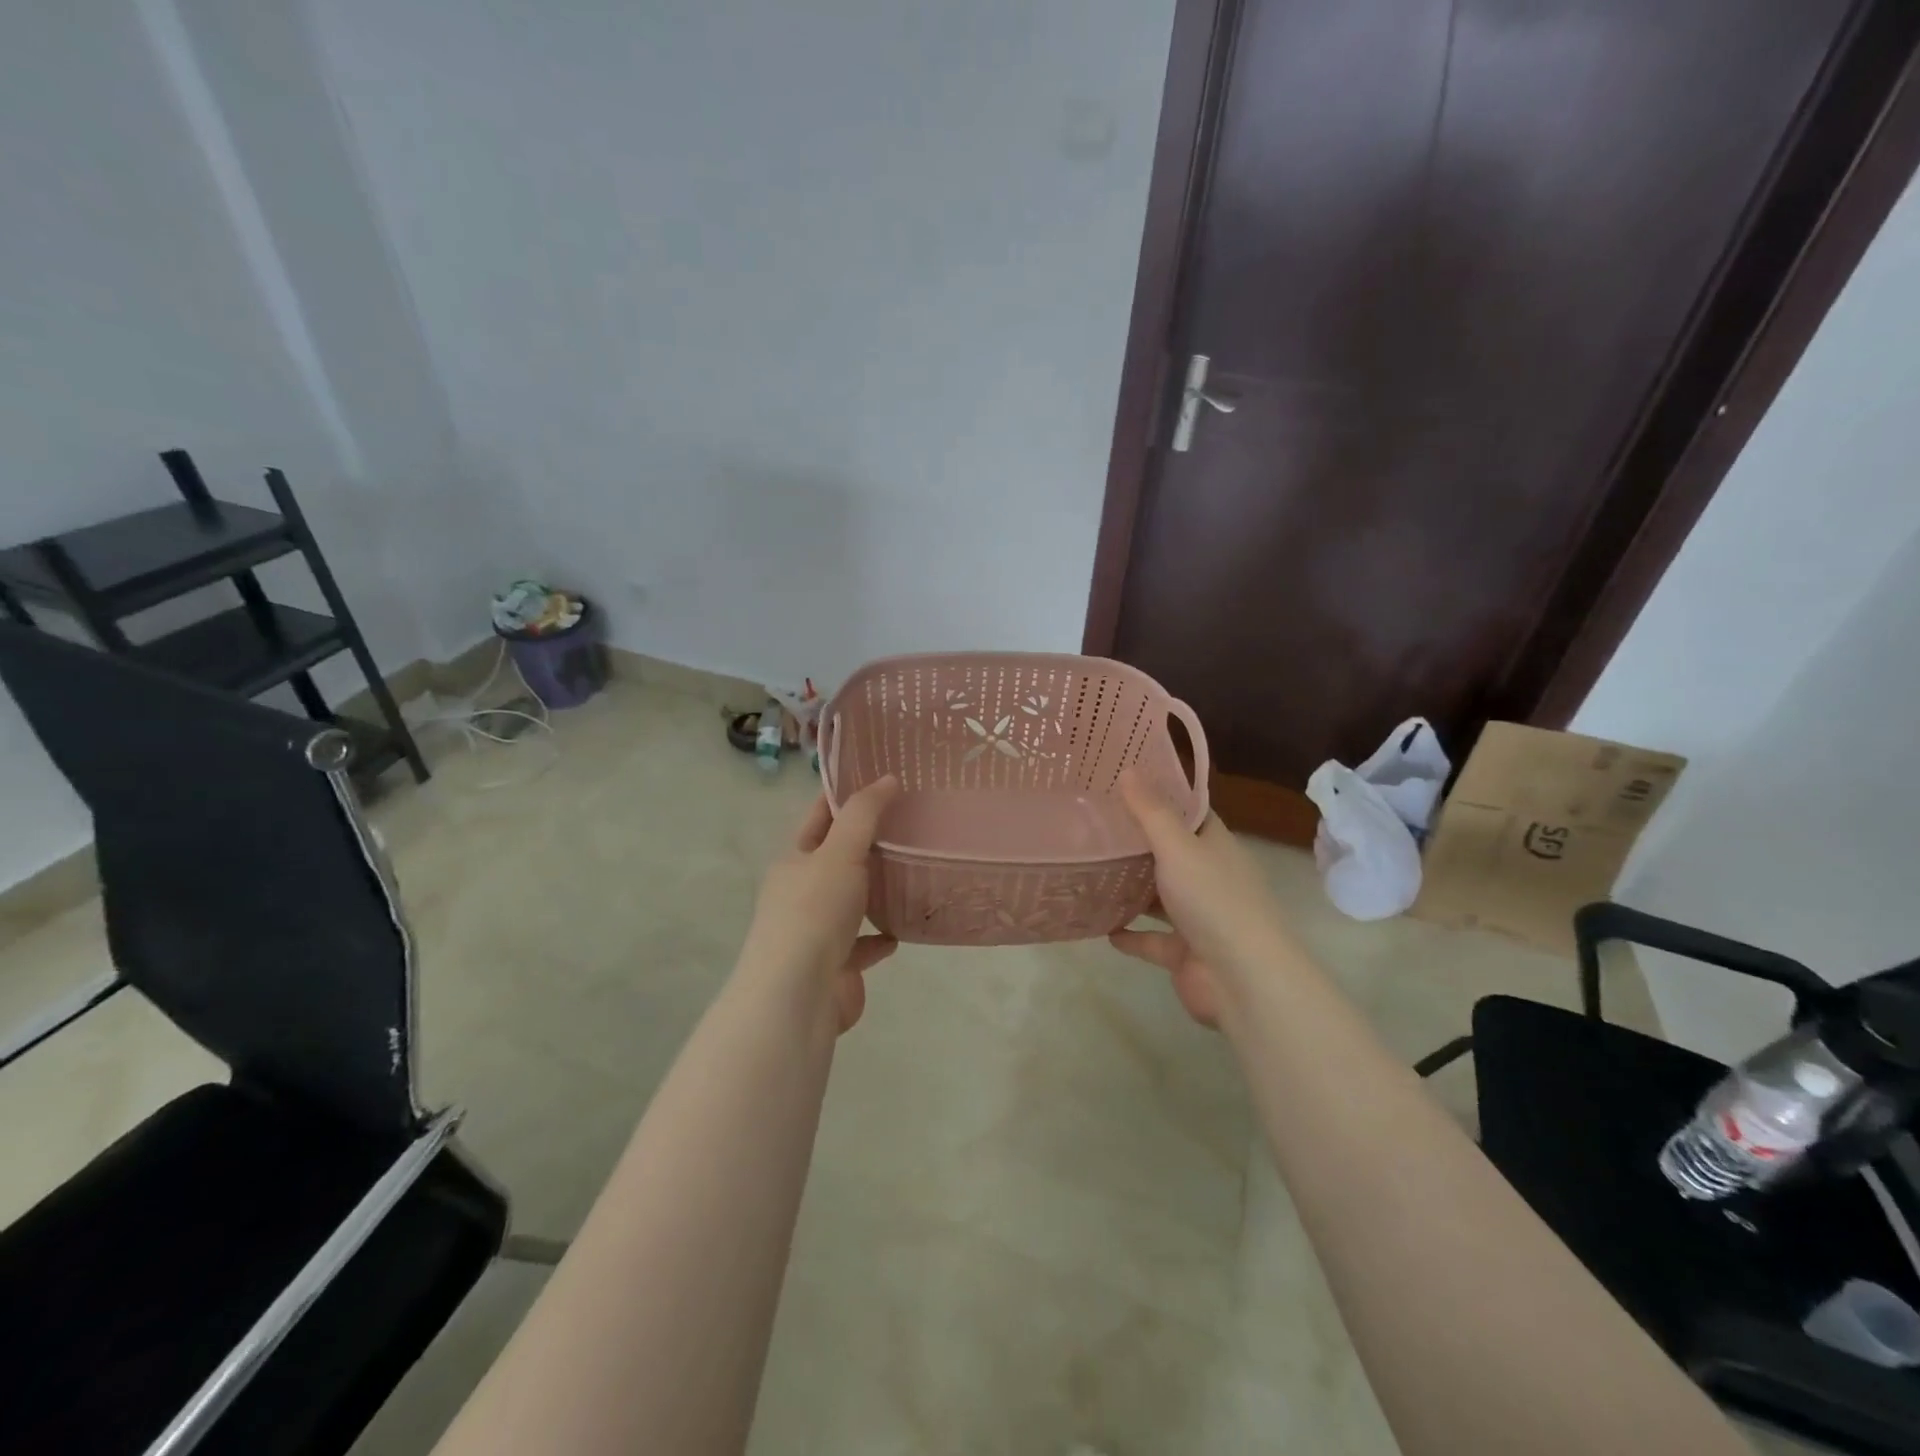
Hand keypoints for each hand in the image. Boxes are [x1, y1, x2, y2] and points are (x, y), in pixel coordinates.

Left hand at [740, 775, 900, 1032]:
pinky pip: (862, 945)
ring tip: (911, 874)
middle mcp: (800, 894)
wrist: (798, 996)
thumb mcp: (839, 851)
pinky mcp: (836, 966)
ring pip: (850, 903)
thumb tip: (887, 778)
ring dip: (874, 891)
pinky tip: (900, 932)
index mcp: (794, 861)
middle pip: (836, 859)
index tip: (880, 777)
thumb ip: (864, 814)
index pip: (819, 816)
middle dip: (867, 843)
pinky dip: (879, 938)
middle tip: (911, 822)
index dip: (845, 795)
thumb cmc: (814, 912)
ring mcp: (816, 932)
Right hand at [1108, 771, 1294, 1027]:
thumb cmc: (1213, 900)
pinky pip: (1150, 940)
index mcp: (1215, 846)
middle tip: (1091, 823)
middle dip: (1136, 842)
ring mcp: (1197, 918)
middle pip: (1169, 853)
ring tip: (1088, 871)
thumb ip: (1150, 812)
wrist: (1243, 980)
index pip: (1188, 812)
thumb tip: (1128, 768)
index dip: (1159, 796)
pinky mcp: (1184, 953)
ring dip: (1130, 888)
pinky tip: (1101, 926)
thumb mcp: (1178, 847)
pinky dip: (1130, 934)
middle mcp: (1208, 877)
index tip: (1122, 782)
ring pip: (1158, 897)